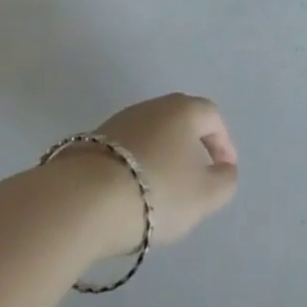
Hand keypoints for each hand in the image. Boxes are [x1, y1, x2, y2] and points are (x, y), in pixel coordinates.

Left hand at [72, 93, 238, 258]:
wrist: (81, 201)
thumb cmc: (155, 192)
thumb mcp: (203, 196)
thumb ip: (224, 182)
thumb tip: (225, 169)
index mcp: (184, 110)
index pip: (212, 117)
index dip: (224, 143)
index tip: (224, 171)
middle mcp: (153, 106)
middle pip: (181, 120)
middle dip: (192, 146)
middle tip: (196, 176)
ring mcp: (120, 121)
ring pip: (152, 134)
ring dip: (162, 156)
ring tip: (161, 190)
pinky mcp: (92, 141)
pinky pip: (126, 150)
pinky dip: (136, 165)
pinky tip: (131, 192)